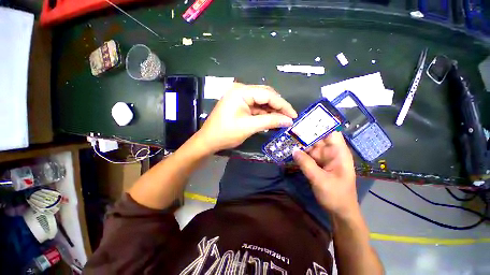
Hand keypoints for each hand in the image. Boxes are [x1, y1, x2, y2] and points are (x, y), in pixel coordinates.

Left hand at [197, 83, 297, 152]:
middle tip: (289, 118)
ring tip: (283, 120)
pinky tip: (272, 119)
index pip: (268, 94)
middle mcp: (241, 90)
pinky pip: (255, 107)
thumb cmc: (226, 133)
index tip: (294, 115)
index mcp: (241, 92)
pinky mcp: (239, 104)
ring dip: (272, 111)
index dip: (282, 105)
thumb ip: (270, 121)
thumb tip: (289, 121)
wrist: (208, 140)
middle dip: (278, 107)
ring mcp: (239, 97)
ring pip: (261, 102)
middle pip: (265, 95)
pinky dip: (264, 113)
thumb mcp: (250, 127)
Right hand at [292, 131, 357, 215]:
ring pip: (310, 146)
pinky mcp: (317, 164)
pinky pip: (307, 155)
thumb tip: (293, 150)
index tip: (304, 120)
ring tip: (286, 137)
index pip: (331, 132)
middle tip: (289, 128)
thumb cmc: (336, 195)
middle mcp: (331, 152)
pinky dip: (299, 153)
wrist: (339, 211)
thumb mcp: (320, 179)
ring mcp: (323, 158)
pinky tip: (290, 149)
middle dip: (304, 133)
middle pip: (317, 138)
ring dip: (300, 143)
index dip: (320, 124)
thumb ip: (306, 164)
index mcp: (338, 153)